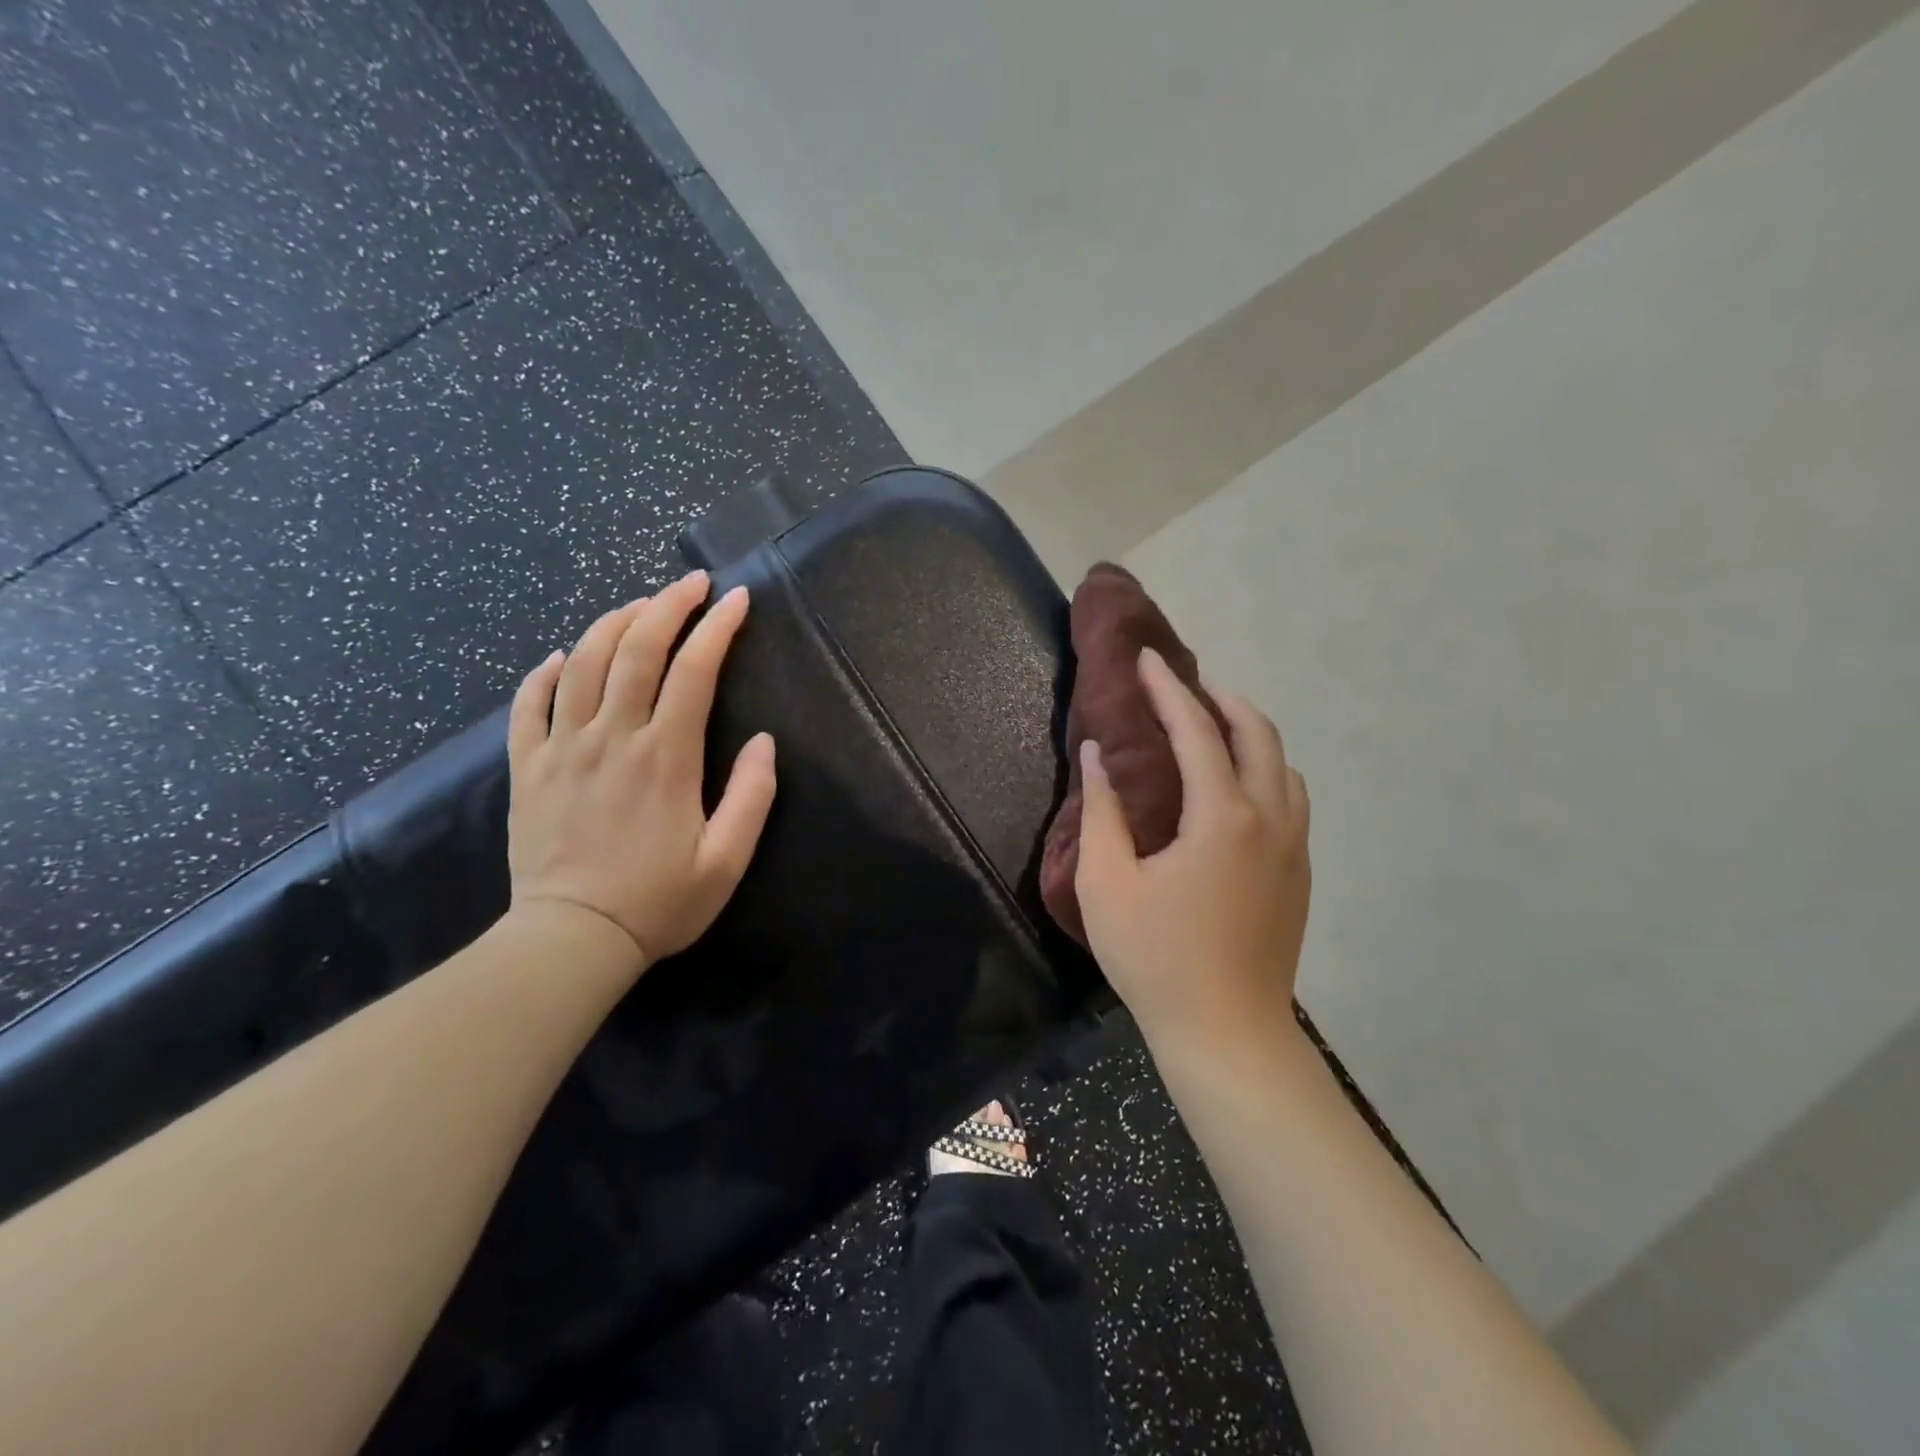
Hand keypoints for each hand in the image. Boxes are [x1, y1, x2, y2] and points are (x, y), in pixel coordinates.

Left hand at [505, 570, 776, 976]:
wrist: (572, 940)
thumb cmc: (659, 902)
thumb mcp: (727, 860)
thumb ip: (752, 796)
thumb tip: (764, 741)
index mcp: (666, 757)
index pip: (694, 671)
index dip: (717, 627)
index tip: (736, 599)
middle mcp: (613, 738)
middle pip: (636, 650)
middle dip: (667, 606)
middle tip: (692, 582)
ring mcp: (563, 749)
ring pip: (583, 664)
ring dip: (611, 623)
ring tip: (638, 605)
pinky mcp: (528, 769)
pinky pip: (528, 705)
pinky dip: (545, 672)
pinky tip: (563, 657)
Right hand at [1074, 649, 1310, 1055]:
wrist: (1227, 1033)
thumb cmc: (1156, 957)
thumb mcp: (1107, 883)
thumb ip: (1102, 810)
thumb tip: (1098, 754)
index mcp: (1223, 817)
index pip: (1196, 731)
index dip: (1168, 690)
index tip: (1147, 659)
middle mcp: (1270, 819)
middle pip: (1258, 734)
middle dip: (1221, 699)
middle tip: (1183, 685)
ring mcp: (1294, 847)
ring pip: (1283, 765)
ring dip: (1249, 733)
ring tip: (1211, 727)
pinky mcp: (1299, 873)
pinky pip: (1290, 797)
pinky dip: (1265, 768)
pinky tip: (1236, 785)